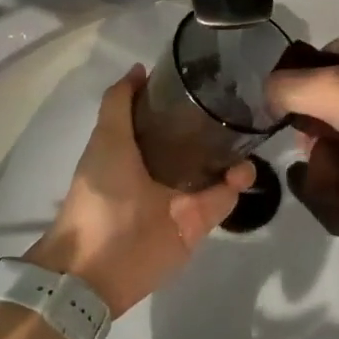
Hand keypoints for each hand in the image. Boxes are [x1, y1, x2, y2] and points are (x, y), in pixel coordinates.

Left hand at [27, 66, 253, 317]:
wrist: (94, 268)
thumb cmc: (97, 196)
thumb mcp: (106, 140)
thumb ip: (120, 104)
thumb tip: (139, 69)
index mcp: (136, 148)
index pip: (163, 116)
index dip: (179, 96)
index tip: (202, 73)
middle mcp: (161, 169)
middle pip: (195, 140)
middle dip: (216, 123)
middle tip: (237, 100)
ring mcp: (182, 196)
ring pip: (216, 167)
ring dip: (233, 151)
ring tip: (244, 130)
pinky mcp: (197, 221)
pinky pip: (224, 198)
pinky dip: (236, 183)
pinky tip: (242, 168)